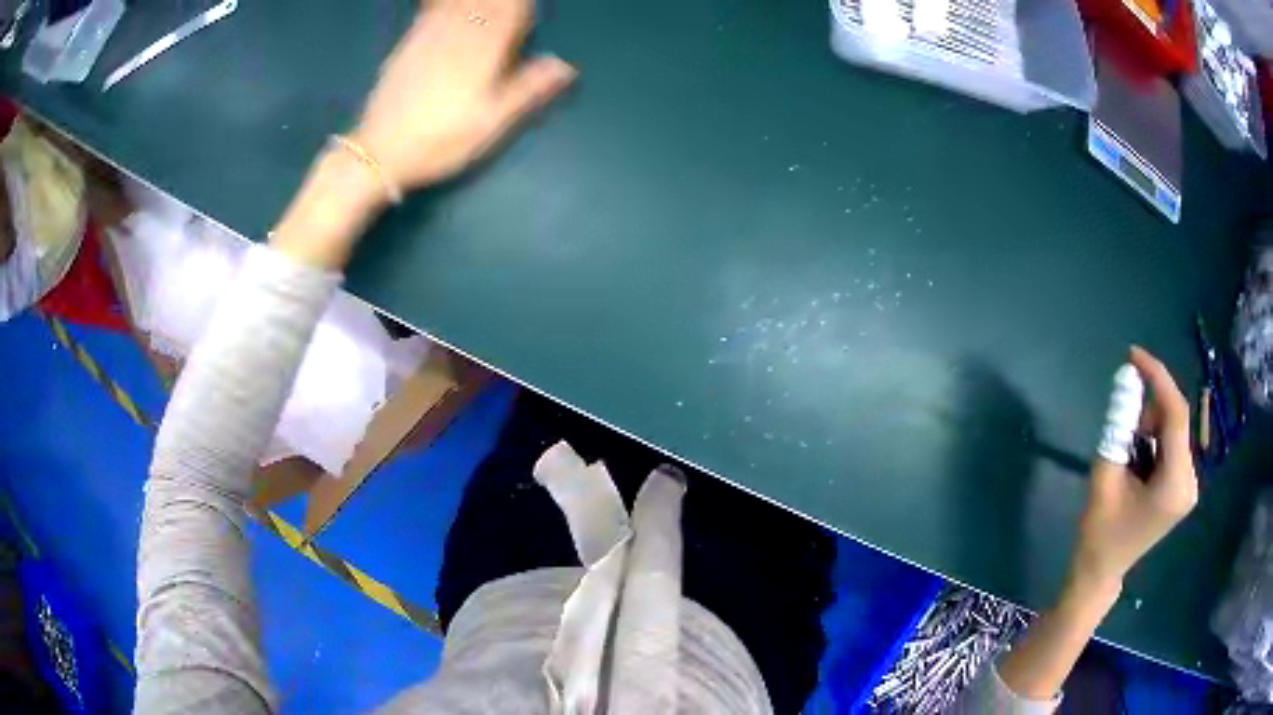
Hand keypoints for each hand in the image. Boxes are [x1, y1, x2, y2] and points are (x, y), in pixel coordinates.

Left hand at [351, 0, 576, 190]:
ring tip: (487, 7)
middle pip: (487, 5)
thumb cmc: (441, 143)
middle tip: (513, 9)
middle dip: (503, 4)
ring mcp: (429, 38)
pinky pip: (432, 10)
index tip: (529, 15)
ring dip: (478, 3)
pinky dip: (447, 4)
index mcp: (483, 55)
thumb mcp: (490, 125)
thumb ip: (527, 90)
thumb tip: (565, 66)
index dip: (523, 9)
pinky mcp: (408, 45)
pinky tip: (452, 7)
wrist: (380, 153)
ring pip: (461, 5)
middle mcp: (458, 38)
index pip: (512, 14)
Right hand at [996, 347, 1197, 701]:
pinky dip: (1154, 441)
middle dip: (1148, 411)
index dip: (1156, 377)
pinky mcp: (1184, 487)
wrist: (1101, 572)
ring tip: (1128, 453)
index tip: (1132, 355)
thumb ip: (1117, 426)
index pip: (1175, 414)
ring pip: (1174, 431)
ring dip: (1150, 428)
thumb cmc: (1098, 532)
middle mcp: (1190, 482)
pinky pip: (1173, 445)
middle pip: (1175, 421)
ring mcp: (1189, 486)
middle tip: (1122, 424)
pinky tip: (1139, 462)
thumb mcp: (1104, 474)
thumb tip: (1126, 379)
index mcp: (1174, 484)